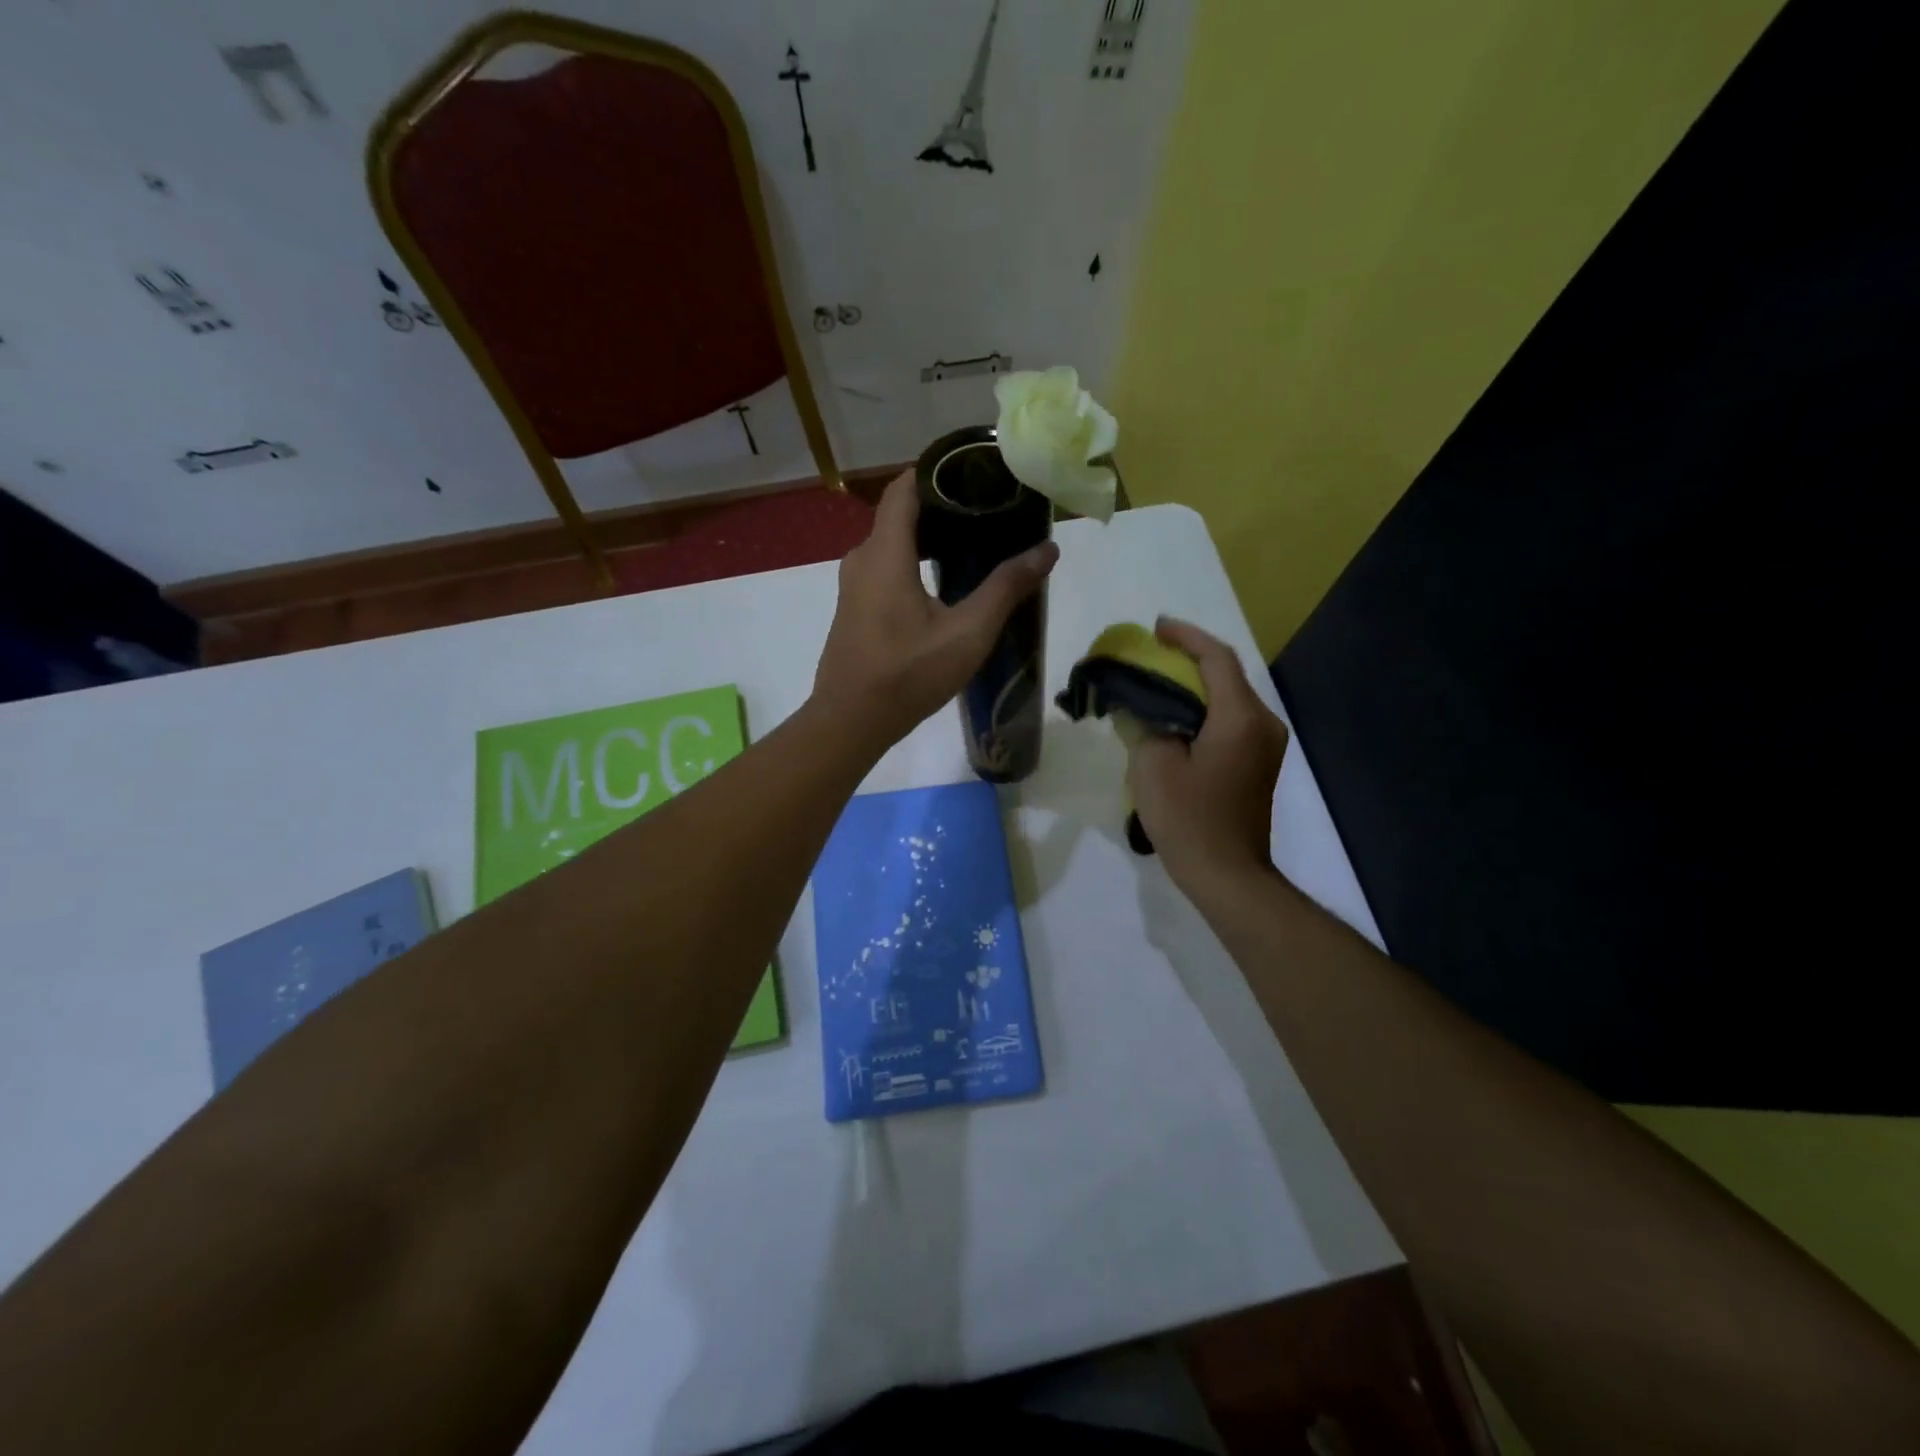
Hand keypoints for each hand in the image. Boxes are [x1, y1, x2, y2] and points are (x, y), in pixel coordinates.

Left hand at [814, 472, 1057, 752]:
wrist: (850, 722)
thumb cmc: (908, 674)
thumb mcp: (967, 633)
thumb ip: (1006, 588)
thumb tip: (1047, 549)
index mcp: (885, 554)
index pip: (904, 489)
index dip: (935, 473)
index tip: (973, 472)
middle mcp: (861, 559)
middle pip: (899, 515)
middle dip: (940, 507)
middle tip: (985, 512)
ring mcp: (852, 586)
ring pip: (891, 545)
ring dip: (926, 539)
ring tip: (971, 545)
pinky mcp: (852, 610)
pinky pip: (883, 569)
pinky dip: (911, 563)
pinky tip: (941, 584)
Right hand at [1129, 617, 1289, 890]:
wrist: (1228, 875)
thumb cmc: (1189, 819)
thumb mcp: (1152, 766)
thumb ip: (1145, 724)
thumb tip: (1141, 708)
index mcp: (1239, 718)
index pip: (1216, 659)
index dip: (1186, 637)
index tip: (1156, 628)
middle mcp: (1262, 723)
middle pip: (1227, 675)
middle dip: (1190, 659)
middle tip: (1152, 654)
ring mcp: (1266, 745)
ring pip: (1230, 698)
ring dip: (1197, 685)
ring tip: (1159, 682)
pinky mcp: (1260, 763)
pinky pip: (1233, 720)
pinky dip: (1205, 709)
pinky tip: (1178, 716)